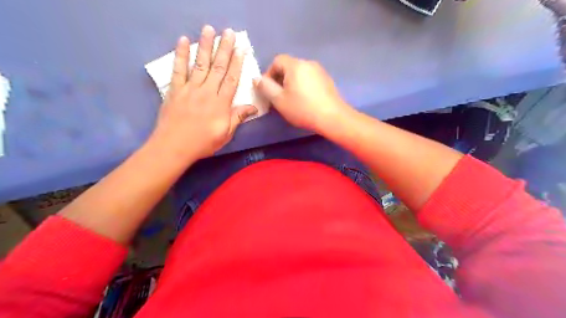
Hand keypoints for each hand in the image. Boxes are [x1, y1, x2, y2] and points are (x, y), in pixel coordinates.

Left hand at [150, 25, 256, 160]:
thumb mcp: (226, 134)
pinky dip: (180, 55)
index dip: (237, 63)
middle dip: (224, 49)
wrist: (174, 146)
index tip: (241, 49)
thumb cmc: (203, 142)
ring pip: (200, 64)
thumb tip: (253, 107)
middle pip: (218, 67)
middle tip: (228, 32)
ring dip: (205, 46)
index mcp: (221, 103)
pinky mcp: (175, 89)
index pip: (231, 79)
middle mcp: (207, 91)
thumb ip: (238, 118)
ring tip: (209, 29)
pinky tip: (183, 41)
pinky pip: (178, 69)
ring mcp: (190, 89)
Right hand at [253, 55, 352, 133]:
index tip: (268, 89)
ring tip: (291, 100)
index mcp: (295, 65)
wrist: (332, 117)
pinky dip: (303, 86)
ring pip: (300, 73)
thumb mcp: (279, 100)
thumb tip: (257, 79)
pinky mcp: (327, 80)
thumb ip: (265, 87)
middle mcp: (308, 63)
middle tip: (278, 97)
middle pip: (289, 66)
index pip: (277, 61)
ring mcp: (320, 71)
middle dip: (280, 79)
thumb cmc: (302, 108)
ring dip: (292, 83)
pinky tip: (305, 100)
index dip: (269, 73)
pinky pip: (310, 79)